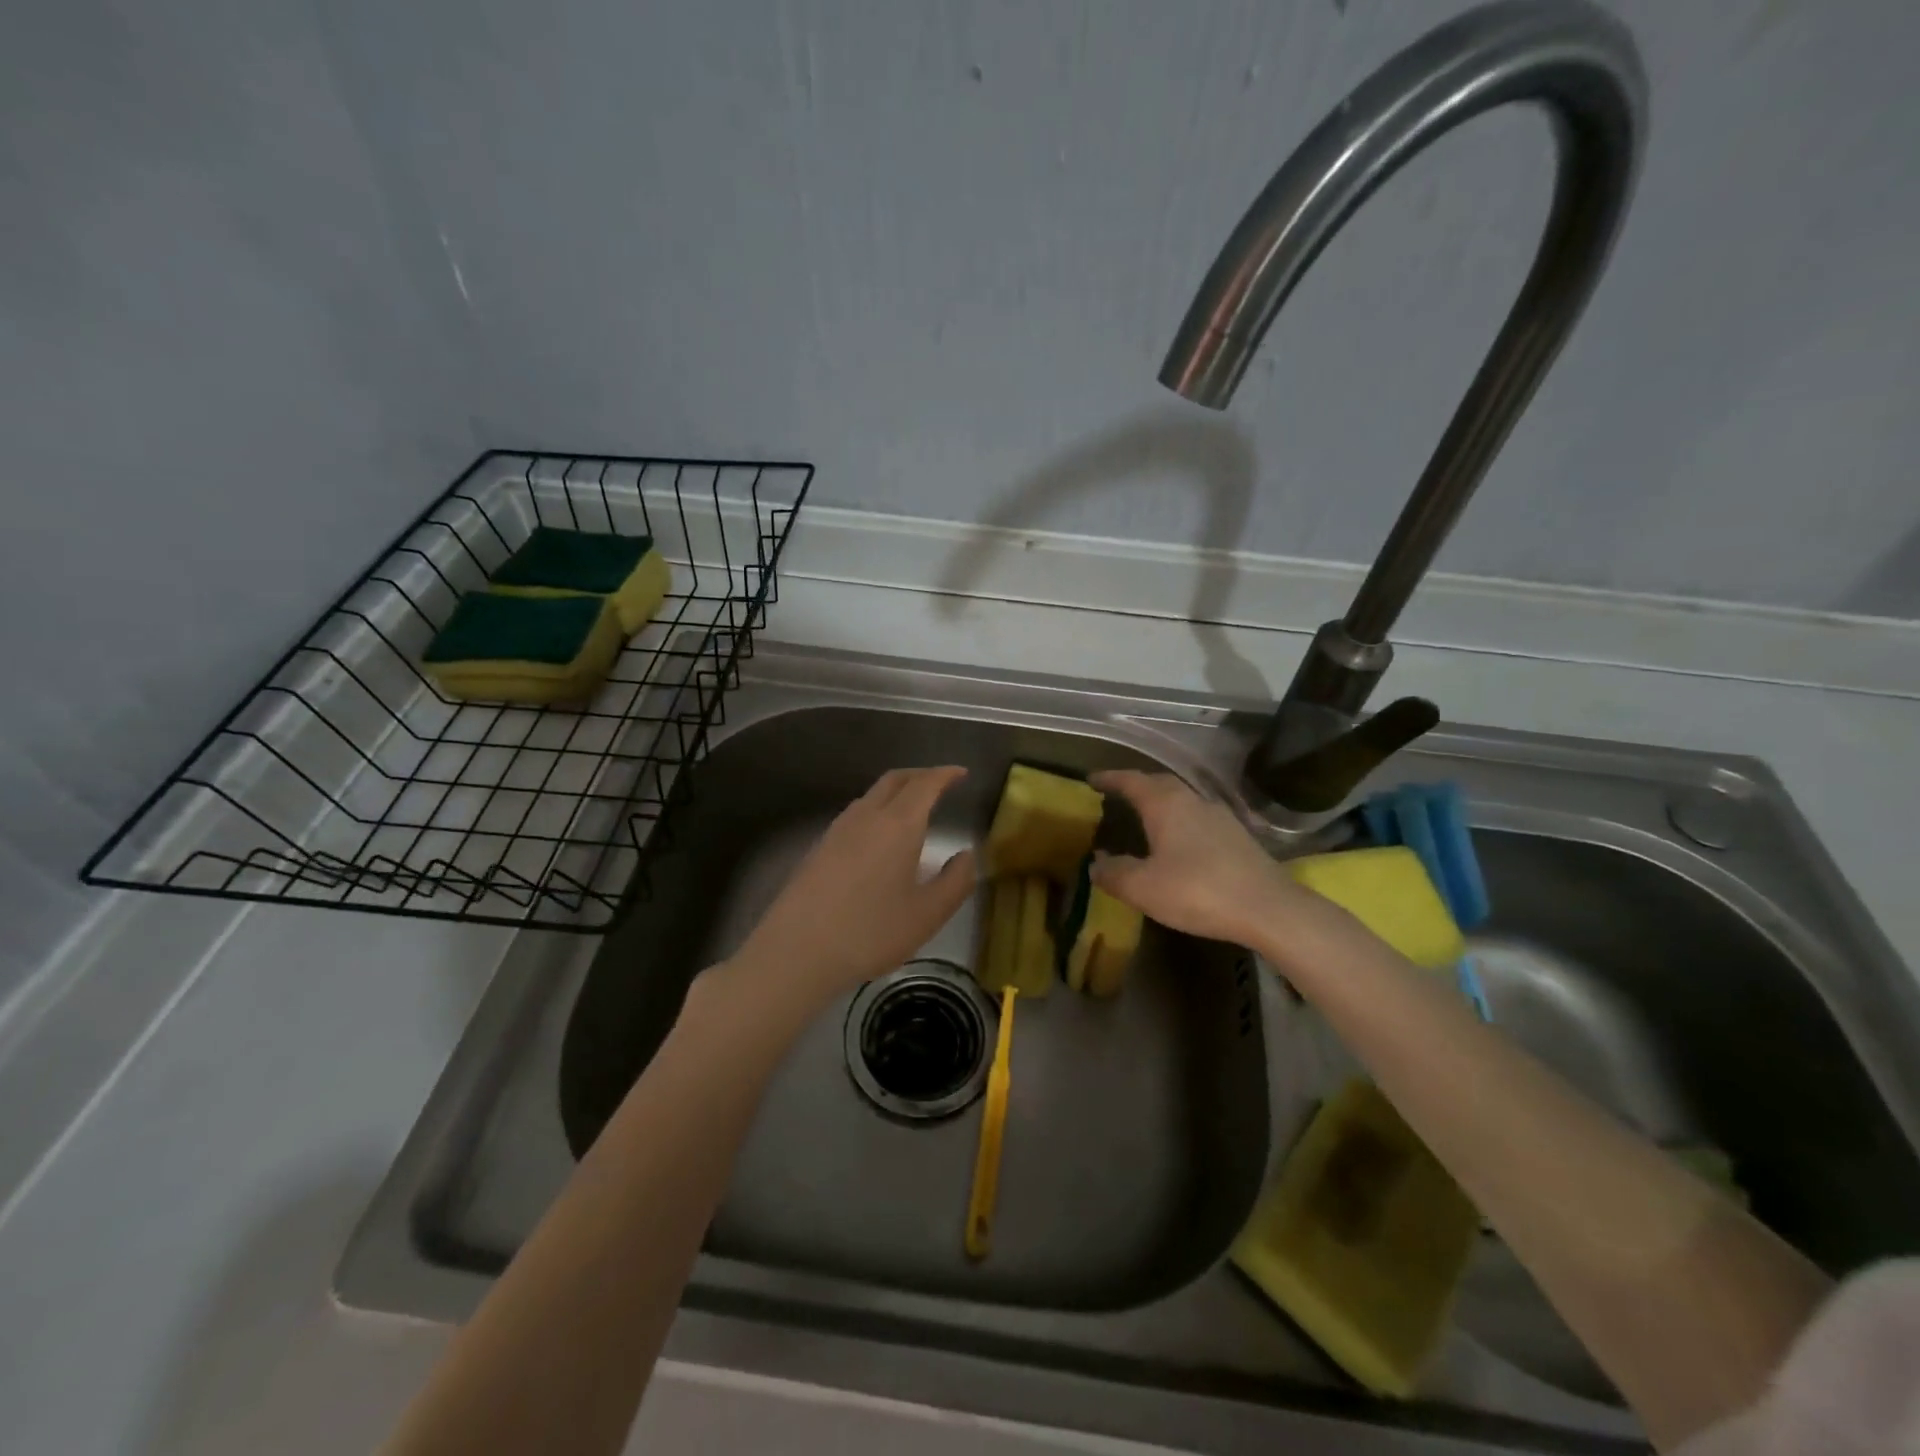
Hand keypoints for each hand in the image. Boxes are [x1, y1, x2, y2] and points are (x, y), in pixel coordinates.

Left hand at [733, 766, 976, 1007]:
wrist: (796, 950)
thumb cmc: (870, 932)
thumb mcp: (927, 915)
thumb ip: (955, 881)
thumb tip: (966, 855)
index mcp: (898, 825)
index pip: (925, 784)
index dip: (945, 774)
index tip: (961, 772)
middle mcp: (866, 816)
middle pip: (894, 780)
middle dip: (920, 776)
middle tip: (940, 783)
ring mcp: (837, 830)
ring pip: (871, 796)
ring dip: (896, 792)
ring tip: (912, 810)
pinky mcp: (819, 848)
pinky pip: (855, 815)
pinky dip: (876, 811)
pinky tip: (879, 839)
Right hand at [1088, 770, 1301, 948]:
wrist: (1269, 909)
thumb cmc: (1197, 891)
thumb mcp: (1144, 888)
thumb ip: (1114, 873)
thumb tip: (1096, 864)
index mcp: (1165, 804)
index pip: (1131, 781)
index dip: (1109, 778)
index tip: (1091, 779)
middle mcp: (1192, 800)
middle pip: (1159, 784)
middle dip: (1136, 786)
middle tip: (1116, 795)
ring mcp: (1219, 816)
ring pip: (1181, 799)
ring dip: (1159, 803)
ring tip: (1143, 817)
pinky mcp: (1237, 836)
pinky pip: (1197, 817)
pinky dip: (1179, 821)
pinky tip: (1177, 842)